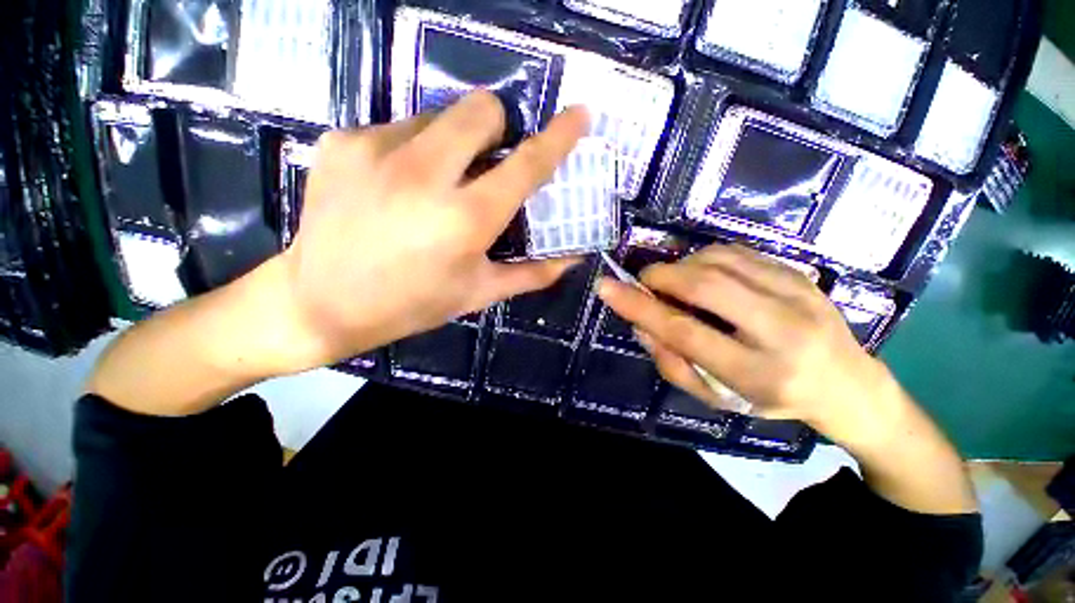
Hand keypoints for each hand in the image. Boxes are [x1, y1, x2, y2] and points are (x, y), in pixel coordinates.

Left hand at [276, 91, 588, 369]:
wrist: (320, 302)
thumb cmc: (412, 304)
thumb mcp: (478, 293)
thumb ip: (532, 273)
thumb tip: (573, 258)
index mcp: (466, 219)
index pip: (526, 164)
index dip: (558, 137)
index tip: (578, 115)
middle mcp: (424, 174)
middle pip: (481, 109)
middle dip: (496, 130)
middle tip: (485, 165)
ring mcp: (377, 149)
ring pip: (438, 115)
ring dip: (451, 144)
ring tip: (432, 185)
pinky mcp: (342, 140)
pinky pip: (398, 128)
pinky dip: (411, 151)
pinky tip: (394, 187)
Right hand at [597, 244, 900, 442]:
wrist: (847, 384)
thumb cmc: (772, 398)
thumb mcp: (716, 396)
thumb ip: (672, 362)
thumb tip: (641, 322)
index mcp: (756, 372)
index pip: (683, 331)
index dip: (638, 306)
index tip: (606, 287)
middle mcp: (782, 330)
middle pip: (703, 286)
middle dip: (661, 276)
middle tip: (645, 282)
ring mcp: (798, 294)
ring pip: (719, 261)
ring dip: (682, 266)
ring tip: (676, 283)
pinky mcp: (801, 274)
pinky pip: (737, 252)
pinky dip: (705, 258)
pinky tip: (703, 274)